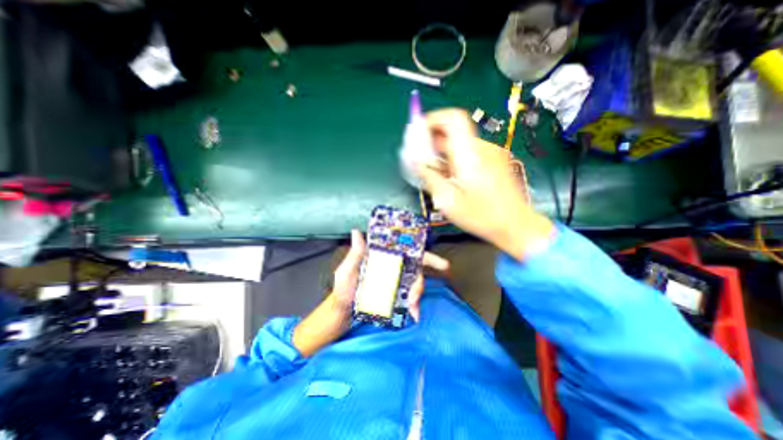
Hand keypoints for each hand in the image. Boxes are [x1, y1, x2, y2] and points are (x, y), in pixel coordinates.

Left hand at [333, 233, 448, 321]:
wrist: (342, 313)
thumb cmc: (343, 290)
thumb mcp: (346, 271)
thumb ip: (354, 254)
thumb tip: (356, 232)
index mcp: (381, 258)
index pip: (403, 249)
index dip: (421, 251)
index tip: (440, 260)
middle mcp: (391, 267)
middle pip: (414, 266)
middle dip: (425, 274)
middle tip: (430, 282)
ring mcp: (394, 282)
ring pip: (414, 282)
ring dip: (417, 293)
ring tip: (413, 306)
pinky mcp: (395, 296)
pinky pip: (409, 298)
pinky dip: (414, 305)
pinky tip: (413, 313)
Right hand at [416, 110, 556, 260]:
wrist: (516, 225)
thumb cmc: (482, 216)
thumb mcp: (449, 200)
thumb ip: (430, 177)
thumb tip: (415, 161)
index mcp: (470, 154)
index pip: (452, 118)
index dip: (433, 119)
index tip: (418, 133)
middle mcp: (481, 148)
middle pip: (454, 129)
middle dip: (433, 139)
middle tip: (421, 158)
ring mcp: (490, 153)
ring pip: (460, 142)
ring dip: (442, 151)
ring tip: (434, 171)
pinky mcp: (493, 161)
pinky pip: (468, 151)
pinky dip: (454, 158)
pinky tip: (450, 176)